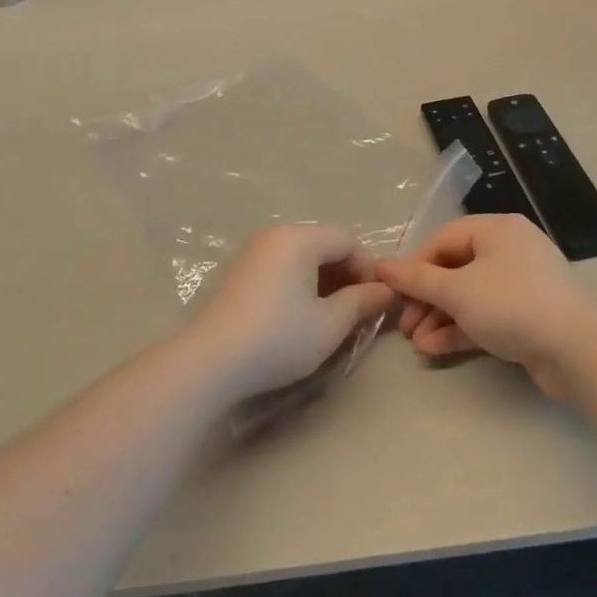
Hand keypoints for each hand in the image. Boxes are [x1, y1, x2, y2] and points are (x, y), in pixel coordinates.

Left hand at [186, 224, 395, 399]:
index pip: (347, 239)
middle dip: (346, 275)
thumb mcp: (330, 324)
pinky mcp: (239, 273)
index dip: (368, 268)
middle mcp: (274, 235)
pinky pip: (281, 268)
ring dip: (324, 281)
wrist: (210, 361)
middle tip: (356, 311)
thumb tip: (386, 290)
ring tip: (331, 317)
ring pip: (302, 257)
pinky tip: (300, 317)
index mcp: (298, 238)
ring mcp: (253, 252)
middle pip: (323, 244)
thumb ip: (362, 302)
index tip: (375, 302)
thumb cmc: (278, 337)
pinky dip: (299, 285)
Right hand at [375, 214, 596, 397]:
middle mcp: (510, 250)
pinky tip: (436, 349)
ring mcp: (522, 284)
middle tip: (405, 325)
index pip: (443, 239)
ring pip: (470, 295)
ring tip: (417, 344)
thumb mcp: (457, 290)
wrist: (577, 351)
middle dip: (426, 298)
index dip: (414, 265)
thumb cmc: (512, 305)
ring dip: (440, 318)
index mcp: (496, 229)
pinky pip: (486, 315)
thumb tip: (381, 266)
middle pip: (455, 268)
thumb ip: (417, 279)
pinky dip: (461, 329)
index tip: (392, 292)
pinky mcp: (529, 316)